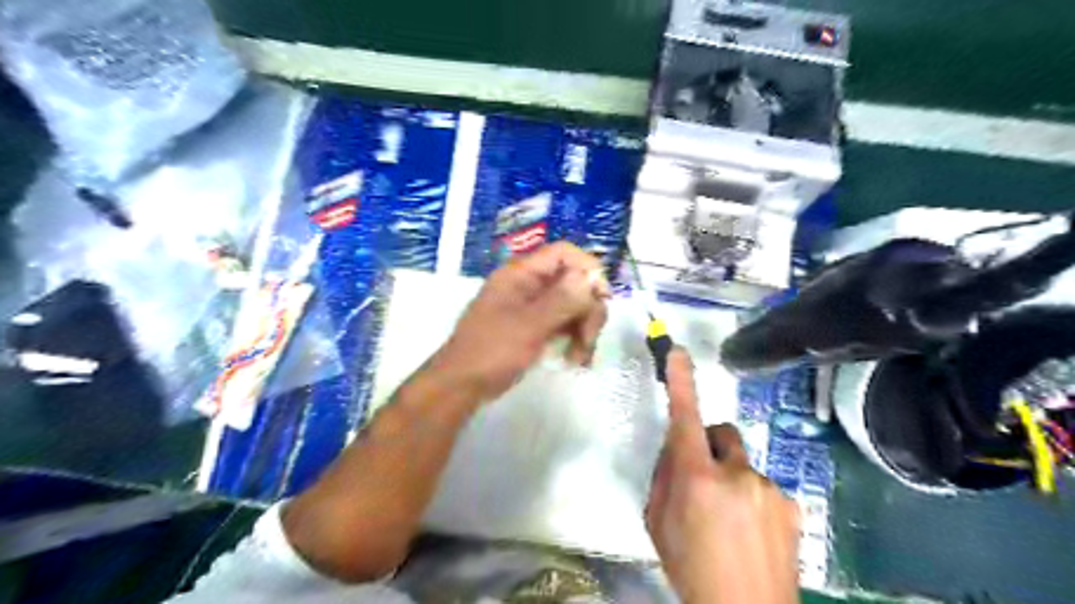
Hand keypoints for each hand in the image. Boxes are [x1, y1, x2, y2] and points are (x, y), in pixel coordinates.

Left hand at [432, 240, 611, 406]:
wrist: (462, 386)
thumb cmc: (491, 351)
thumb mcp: (528, 326)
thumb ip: (561, 300)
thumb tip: (590, 276)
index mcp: (521, 274)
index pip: (564, 254)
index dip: (587, 270)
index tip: (601, 298)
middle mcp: (529, 285)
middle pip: (574, 282)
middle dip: (588, 310)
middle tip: (589, 339)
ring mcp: (533, 307)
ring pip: (573, 306)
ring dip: (583, 329)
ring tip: (579, 358)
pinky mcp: (535, 328)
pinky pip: (564, 324)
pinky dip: (574, 340)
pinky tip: (575, 360)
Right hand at [645, 346, 796, 602]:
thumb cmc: (690, 569)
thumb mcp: (658, 523)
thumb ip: (664, 478)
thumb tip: (675, 449)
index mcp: (696, 479)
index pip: (685, 419)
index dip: (681, 382)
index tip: (677, 352)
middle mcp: (736, 474)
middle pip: (720, 433)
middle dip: (709, 447)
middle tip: (703, 482)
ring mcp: (768, 488)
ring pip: (741, 464)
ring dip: (731, 479)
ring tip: (729, 521)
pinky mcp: (791, 503)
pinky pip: (762, 485)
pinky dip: (753, 498)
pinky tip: (752, 533)